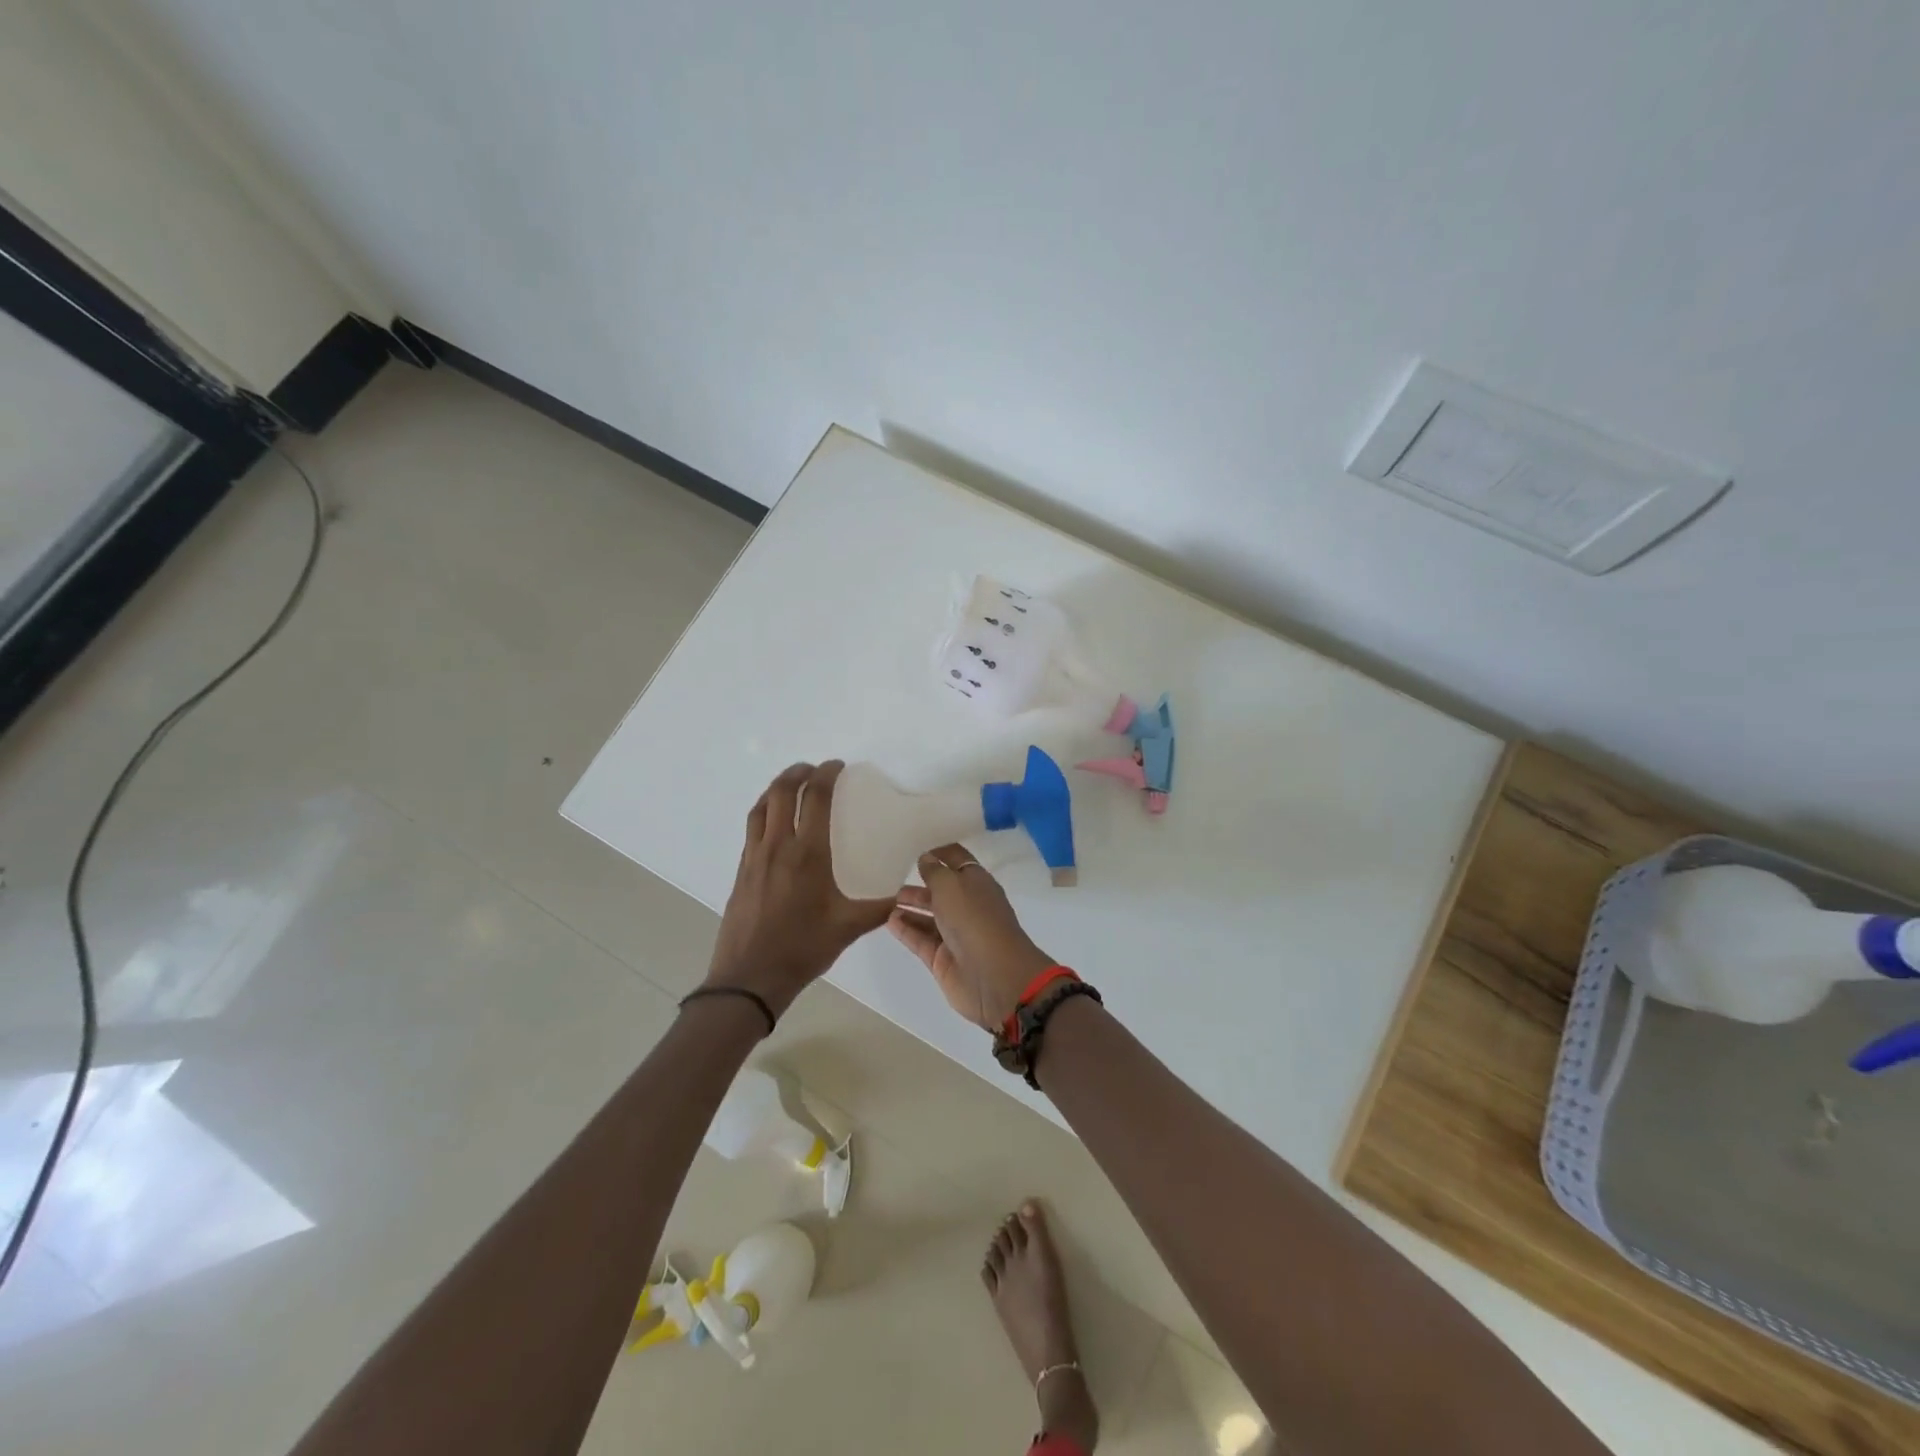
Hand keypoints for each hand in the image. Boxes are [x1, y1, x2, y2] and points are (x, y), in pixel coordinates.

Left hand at [703, 761, 898, 1016]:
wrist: (749, 977)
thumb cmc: (802, 949)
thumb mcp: (849, 928)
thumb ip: (879, 907)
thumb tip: (903, 894)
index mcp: (806, 855)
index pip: (814, 799)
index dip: (826, 775)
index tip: (838, 766)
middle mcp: (777, 847)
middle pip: (781, 792)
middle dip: (797, 772)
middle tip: (814, 769)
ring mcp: (754, 857)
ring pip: (760, 807)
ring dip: (776, 788)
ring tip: (792, 785)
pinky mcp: (741, 870)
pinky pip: (752, 827)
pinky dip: (764, 811)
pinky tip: (775, 823)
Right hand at [887, 845, 1056, 1029]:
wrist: (994, 977)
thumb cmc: (974, 919)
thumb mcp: (951, 885)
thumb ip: (934, 872)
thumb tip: (926, 859)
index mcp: (977, 883)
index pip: (957, 861)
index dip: (940, 854)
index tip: (917, 852)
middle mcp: (967, 906)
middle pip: (941, 891)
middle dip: (920, 885)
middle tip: (894, 882)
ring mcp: (956, 934)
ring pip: (929, 916)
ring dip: (910, 908)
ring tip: (887, 902)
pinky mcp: (943, 958)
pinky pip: (921, 940)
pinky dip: (906, 930)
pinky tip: (889, 921)